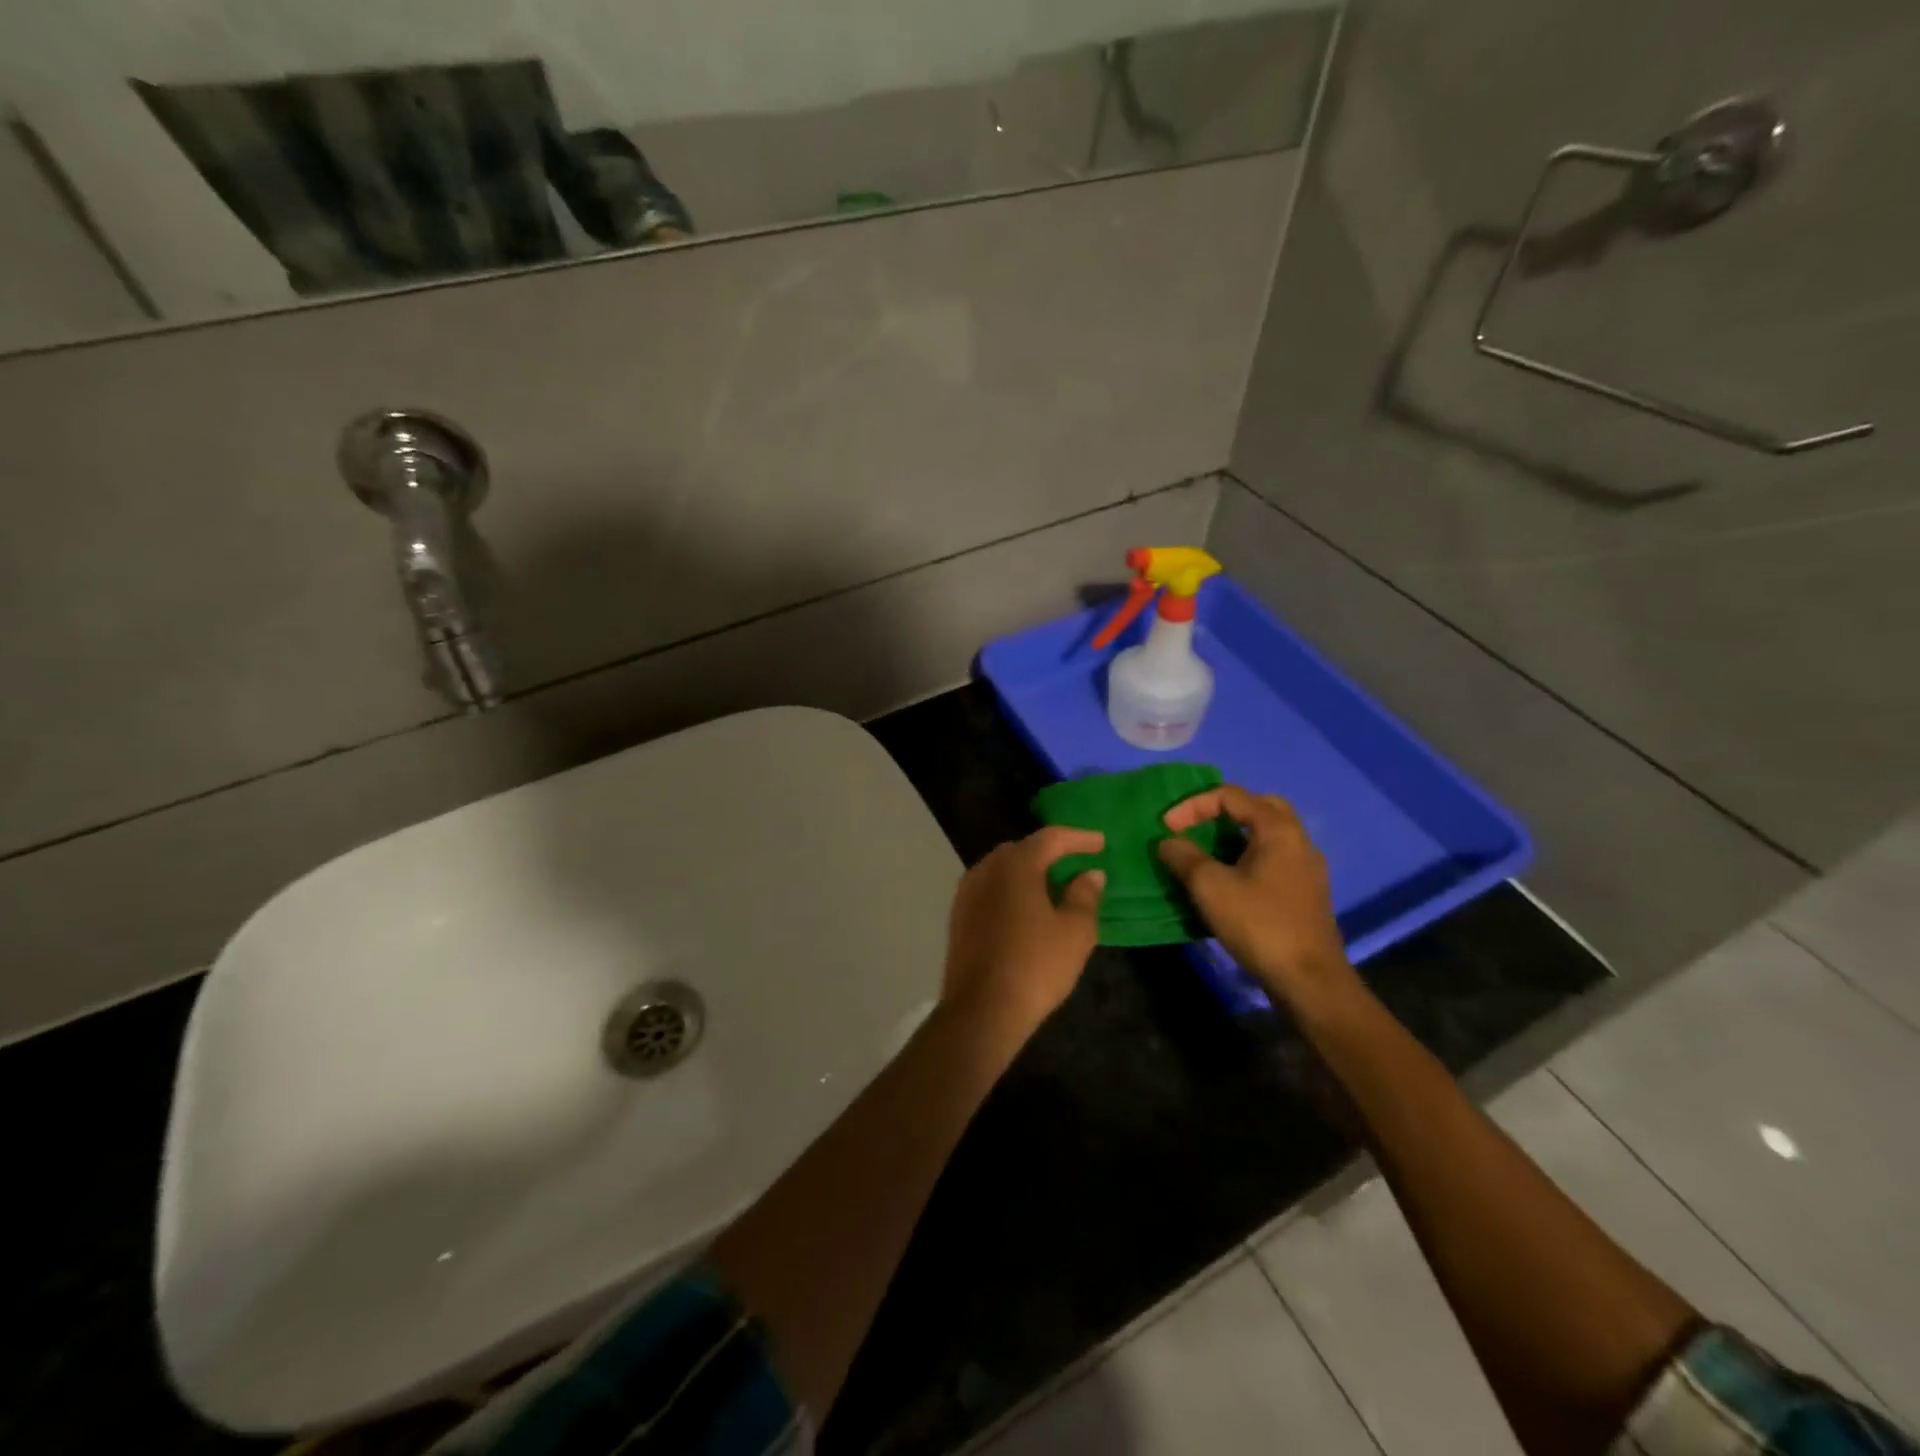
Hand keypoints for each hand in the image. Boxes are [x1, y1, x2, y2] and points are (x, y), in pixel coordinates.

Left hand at [942, 827, 1105, 1036]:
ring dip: (1028, 872)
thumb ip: (1085, 896)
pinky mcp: (958, 916)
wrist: (981, 1010)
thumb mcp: (1075, 932)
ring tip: (1053, 886)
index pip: (1051, 838)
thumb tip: (1090, 874)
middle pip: (1022, 850)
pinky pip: (990, 889)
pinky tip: (1026, 909)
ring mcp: (967, 892)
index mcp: (1016, 865)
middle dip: (1051, 852)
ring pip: (1003, 870)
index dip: (1079, 838)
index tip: (1101, 843)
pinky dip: (1011, 890)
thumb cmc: (1035, 966)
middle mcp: (986, 869)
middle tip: (1076, 862)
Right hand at [1156, 785, 1353, 1006]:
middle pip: (1258, 807)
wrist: (1309, 980)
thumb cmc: (1259, 924)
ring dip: (1235, 836)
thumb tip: (1168, 841)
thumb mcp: (1210, 886)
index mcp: (1278, 829)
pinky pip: (1273, 858)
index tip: (1167, 828)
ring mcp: (1306, 868)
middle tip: (1195, 827)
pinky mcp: (1305, 893)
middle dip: (1221, 811)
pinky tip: (1229, 880)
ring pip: (1268, 835)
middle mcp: (1298, 840)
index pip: (1231, 796)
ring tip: (1205, 852)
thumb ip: (1184, 856)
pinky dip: (1247, 857)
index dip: (1193, 805)